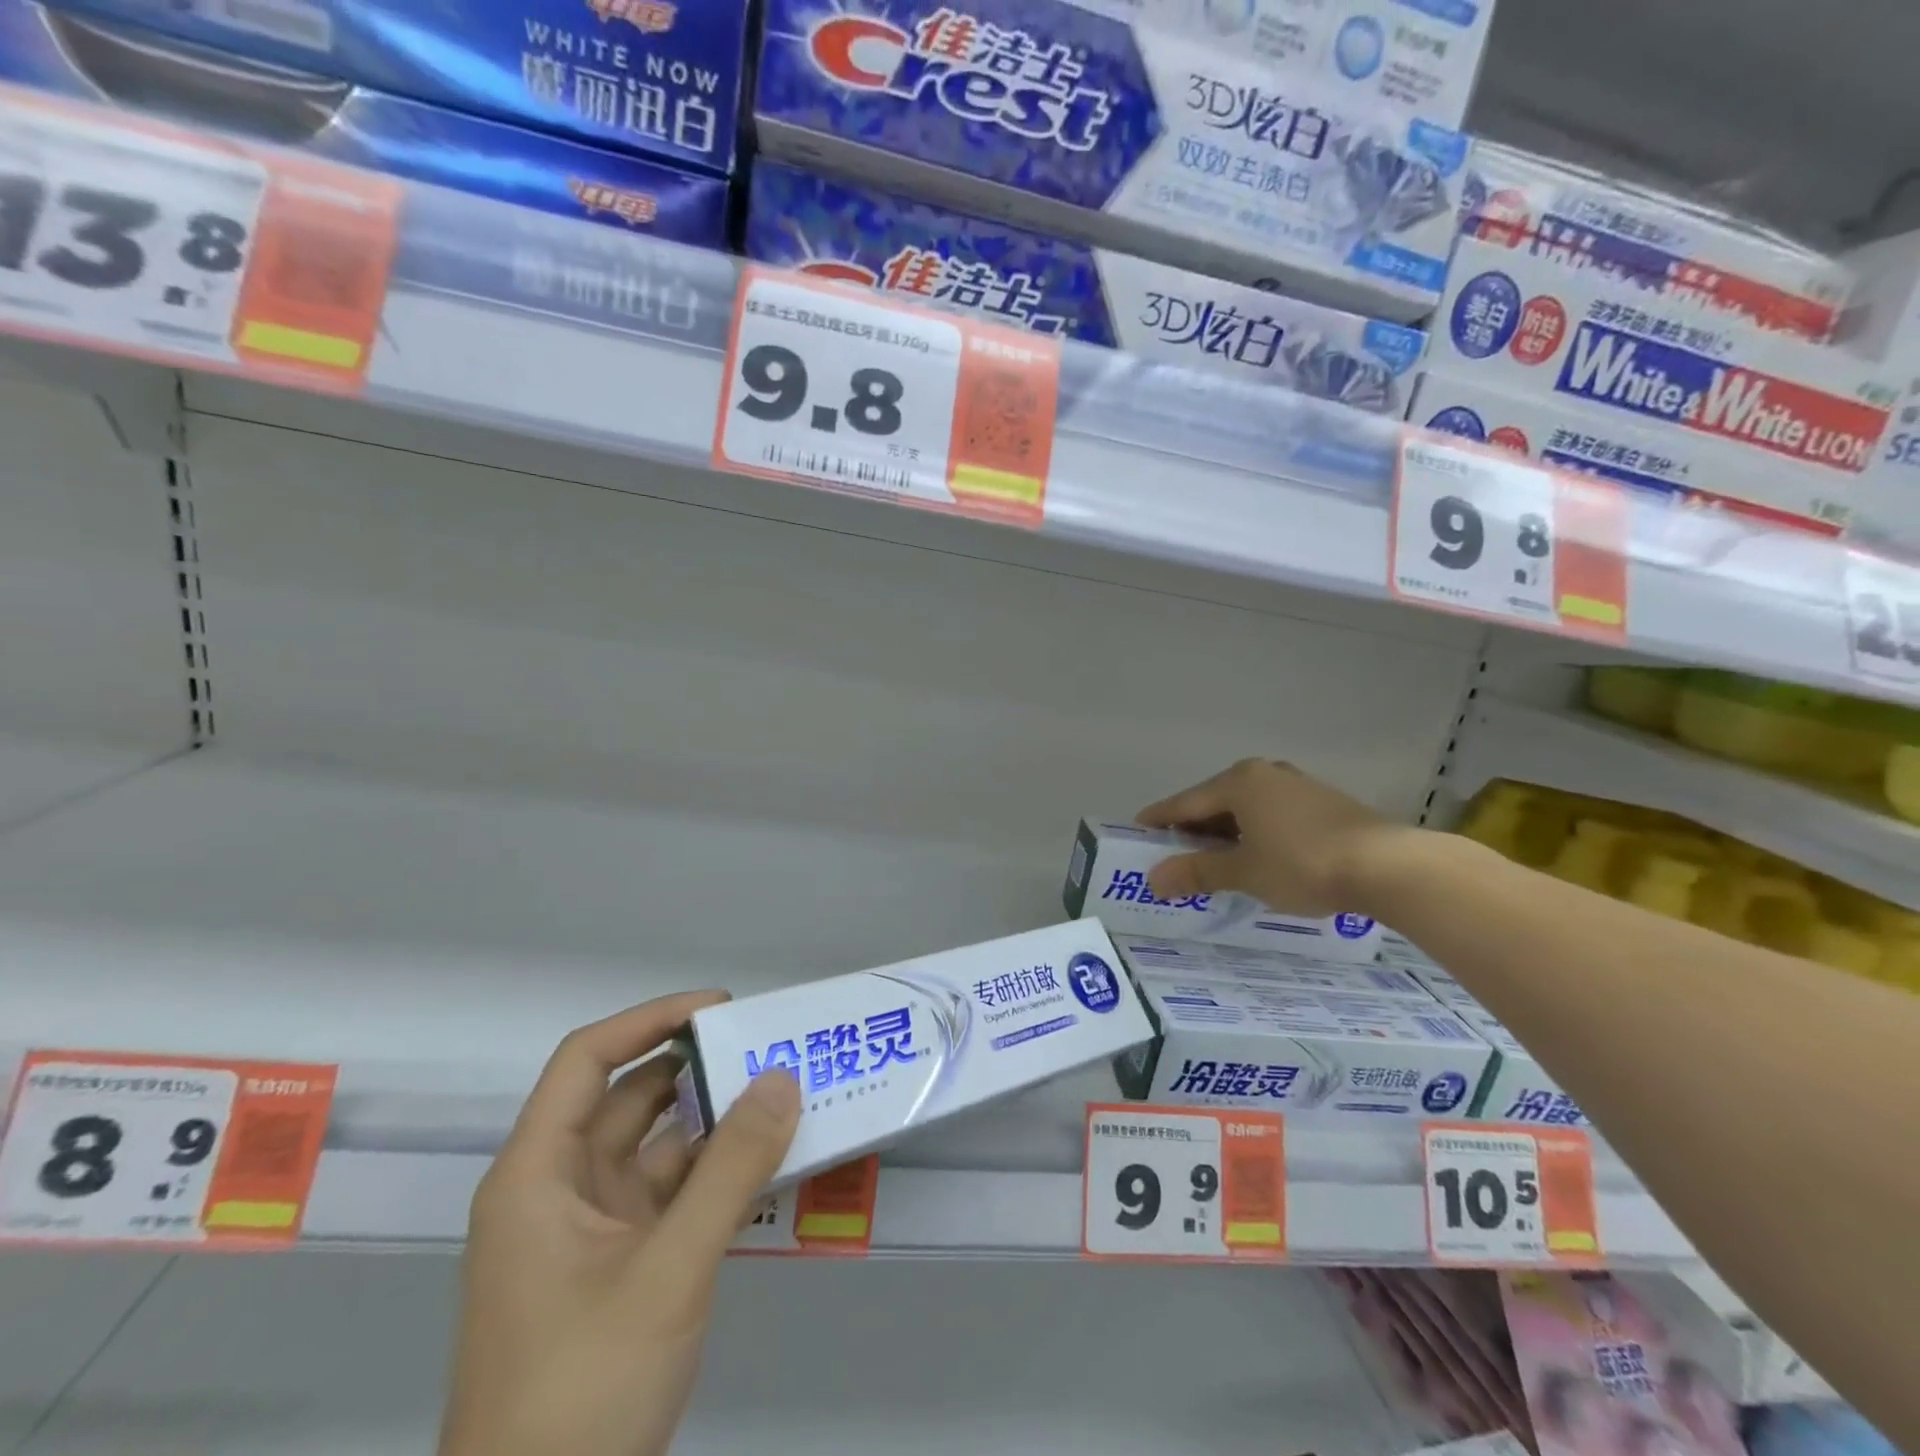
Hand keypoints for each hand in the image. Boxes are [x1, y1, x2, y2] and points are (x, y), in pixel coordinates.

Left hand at [438, 993, 801, 1455]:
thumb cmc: (580, 1392)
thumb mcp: (667, 1270)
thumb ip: (731, 1170)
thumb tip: (782, 1078)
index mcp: (536, 1175)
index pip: (588, 1060)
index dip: (651, 1020)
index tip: (720, 1011)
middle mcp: (558, 1191)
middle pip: (630, 1099)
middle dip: (699, 1069)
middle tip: (771, 1049)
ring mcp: (590, 1233)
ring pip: (659, 1149)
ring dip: (717, 1124)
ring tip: (785, 1096)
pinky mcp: (620, 1268)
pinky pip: (674, 1196)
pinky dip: (718, 1174)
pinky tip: (769, 1163)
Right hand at [1136, 758, 1418, 914]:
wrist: (1390, 866)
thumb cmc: (1303, 864)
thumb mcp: (1243, 873)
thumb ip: (1196, 872)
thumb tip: (1153, 879)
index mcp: (1238, 782)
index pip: (1183, 803)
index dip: (1158, 822)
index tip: (1136, 834)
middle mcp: (1263, 774)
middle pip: (1213, 802)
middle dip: (1192, 830)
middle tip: (1173, 857)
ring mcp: (1296, 785)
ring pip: (1244, 809)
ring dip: (1224, 834)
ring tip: (1213, 863)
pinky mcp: (1322, 802)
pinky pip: (1270, 814)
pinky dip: (1253, 833)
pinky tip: (1256, 858)